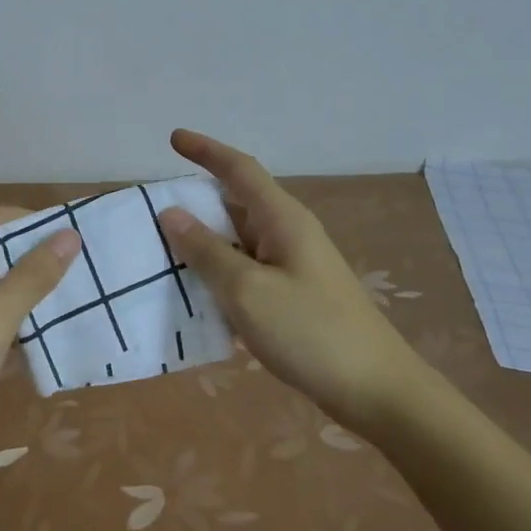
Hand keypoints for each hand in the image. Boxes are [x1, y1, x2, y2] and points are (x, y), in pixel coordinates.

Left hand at [0, 206, 81, 461]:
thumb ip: (32, 277)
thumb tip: (70, 235)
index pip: (2, 218)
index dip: (42, 228)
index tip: (84, 245)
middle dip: (36, 260)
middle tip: (84, 275)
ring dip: (25, 288)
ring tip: (73, 298)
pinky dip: (7, 309)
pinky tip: (40, 326)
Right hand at [157, 129, 429, 427]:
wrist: (377, 392)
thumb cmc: (311, 332)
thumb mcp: (247, 290)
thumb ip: (206, 251)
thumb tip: (171, 213)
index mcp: (282, 219)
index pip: (239, 169)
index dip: (206, 151)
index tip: (173, 138)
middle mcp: (288, 234)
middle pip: (236, 202)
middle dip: (196, 200)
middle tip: (153, 208)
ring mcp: (293, 266)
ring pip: (238, 239)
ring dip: (203, 240)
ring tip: (161, 248)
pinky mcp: (293, 296)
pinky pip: (246, 269)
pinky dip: (218, 271)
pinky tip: (194, 290)